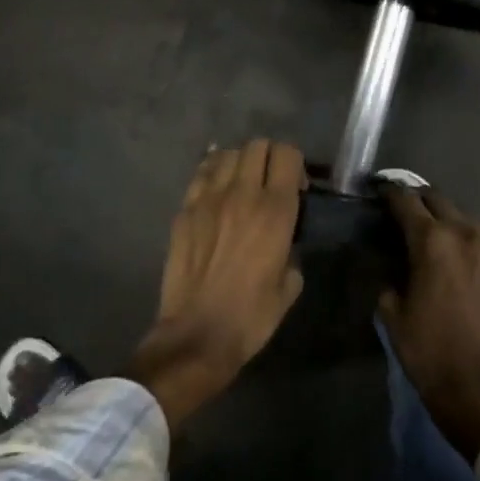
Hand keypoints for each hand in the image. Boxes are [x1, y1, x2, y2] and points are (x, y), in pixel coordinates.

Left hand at [129, 140, 306, 429]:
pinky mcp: (184, 210)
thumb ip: (292, 250)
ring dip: (240, 162)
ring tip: (241, 185)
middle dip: (269, 157)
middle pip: (257, 145)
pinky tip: (217, 189)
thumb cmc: (251, 316)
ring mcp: (208, 199)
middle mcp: (242, 194)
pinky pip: (201, 173)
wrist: (197, 335)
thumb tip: (284, 240)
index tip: (296, 188)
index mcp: (275, 211)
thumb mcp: (290, 285)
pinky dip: (213, 172)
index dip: (295, 164)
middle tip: (270, 183)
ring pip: (227, 153)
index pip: (287, 154)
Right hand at [379, 187, 479, 462]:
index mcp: (432, 240)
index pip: (406, 201)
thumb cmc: (428, 350)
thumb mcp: (393, 313)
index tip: (381, 193)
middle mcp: (466, 232)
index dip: (390, 195)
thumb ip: (390, 278)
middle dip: (419, 202)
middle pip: (438, 200)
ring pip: (466, 217)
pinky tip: (464, 257)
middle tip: (406, 212)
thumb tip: (394, 267)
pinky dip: (472, 241)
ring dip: (448, 221)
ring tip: (437, 236)